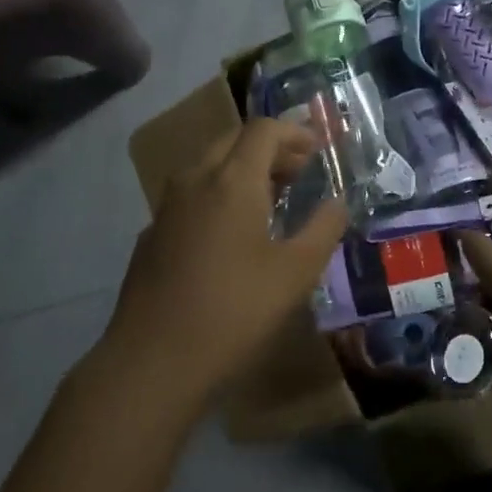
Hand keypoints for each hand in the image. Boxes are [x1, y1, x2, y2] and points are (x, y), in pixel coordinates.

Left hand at [105, 118, 347, 414]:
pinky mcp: (152, 234)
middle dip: (270, 148)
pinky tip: (231, 233)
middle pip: (233, 140)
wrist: (152, 361)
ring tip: (271, 199)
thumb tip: (338, 202)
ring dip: (242, 169)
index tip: (318, 149)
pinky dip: (218, 193)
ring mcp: (167, 207)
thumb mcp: (295, 273)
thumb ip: (323, 228)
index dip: (294, 132)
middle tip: (299, 172)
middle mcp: (195, 180)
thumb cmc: (234, 311)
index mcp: (232, 180)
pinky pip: (191, 195)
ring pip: (208, 166)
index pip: (264, 130)